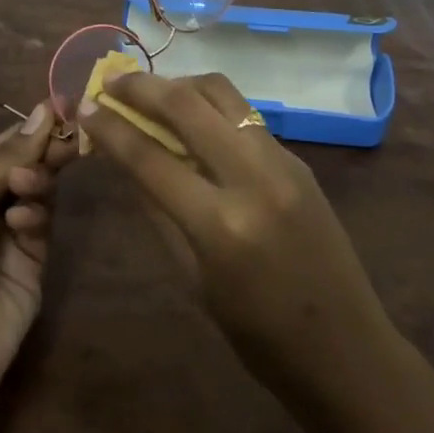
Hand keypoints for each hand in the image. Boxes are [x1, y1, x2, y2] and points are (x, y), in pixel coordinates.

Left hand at [0, 103, 76, 406]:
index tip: (59, 106)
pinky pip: (41, 225)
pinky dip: (35, 215)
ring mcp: (11, 236)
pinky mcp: (33, 264)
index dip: (27, 128)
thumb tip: (44, 109)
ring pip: (38, 192)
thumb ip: (6, 159)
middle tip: (69, 137)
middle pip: (24, 167)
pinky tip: (22, 220)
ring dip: (36, 180)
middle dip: (43, 151)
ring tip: (28, 183)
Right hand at [81, 73, 393, 398]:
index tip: (85, 107)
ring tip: (153, 92)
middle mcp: (252, 178)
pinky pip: (245, 115)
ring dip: (180, 84)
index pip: (150, 158)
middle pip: (187, 105)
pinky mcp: (298, 158)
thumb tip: (123, 161)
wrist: (347, 350)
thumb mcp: (194, 281)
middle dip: (142, 87)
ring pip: (222, 93)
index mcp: (220, 225)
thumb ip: (157, 212)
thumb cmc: (259, 337)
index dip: (111, 128)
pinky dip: (211, 106)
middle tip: (113, 82)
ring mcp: (281, 162)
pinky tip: (194, 119)